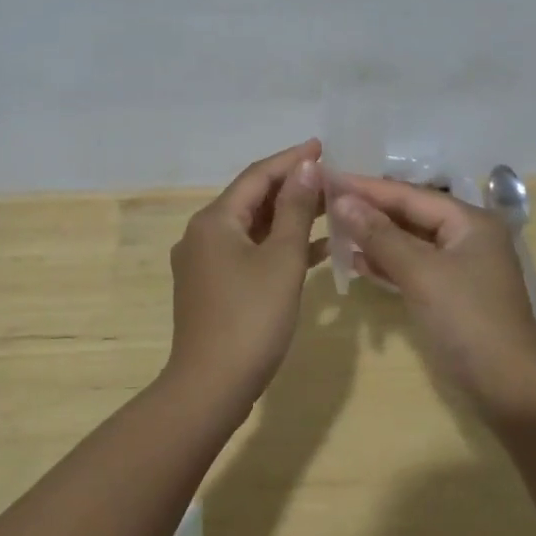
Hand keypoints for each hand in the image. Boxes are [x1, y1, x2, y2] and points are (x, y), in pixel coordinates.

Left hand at [165, 140, 325, 421]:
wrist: (210, 388)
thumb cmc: (251, 318)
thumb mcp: (282, 259)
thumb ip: (296, 210)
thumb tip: (306, 167)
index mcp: (214, 220)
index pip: (257, 176)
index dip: (292, 159)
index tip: (323, 146)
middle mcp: (203, 234)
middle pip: (252, 199)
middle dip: (292, 188)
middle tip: (332, 178)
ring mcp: (205, 263)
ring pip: (253, 228)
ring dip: (289, 218)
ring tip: (330, 208)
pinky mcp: (213, 288)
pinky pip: (249, 254)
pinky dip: (278, 248)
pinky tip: (316, 251)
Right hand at [330, 176, 535, 421]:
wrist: (509, 390)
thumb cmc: (467, 321)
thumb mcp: (420, 273)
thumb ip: (380, 235)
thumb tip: (342, 200)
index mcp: (469, 221)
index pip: (409, 194)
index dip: (367, 187)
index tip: (328, 178)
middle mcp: (466, 236)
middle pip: (410, 214)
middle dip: (369, 210)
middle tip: (325, 202)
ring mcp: (459, 267)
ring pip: (409, 242)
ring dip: (374, 238)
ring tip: (333, 229)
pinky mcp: (450, 295)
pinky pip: (412, 268)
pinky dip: (386, 264)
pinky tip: (356, 263)